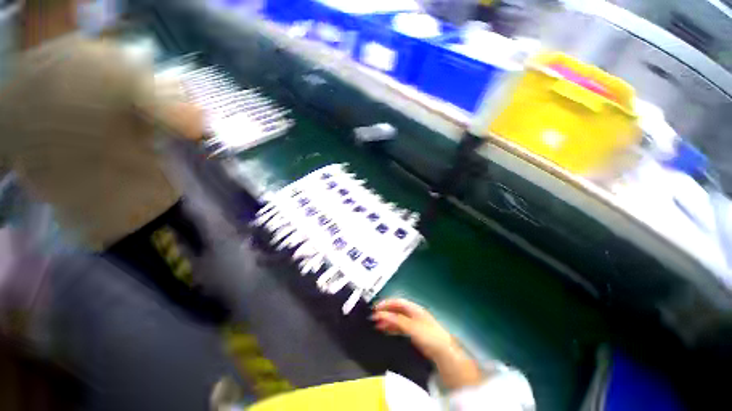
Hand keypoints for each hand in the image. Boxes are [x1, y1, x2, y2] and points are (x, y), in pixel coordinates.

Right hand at [371, 298, 456, 361]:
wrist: (443, 352)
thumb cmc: (428, 336)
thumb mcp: (411, 327)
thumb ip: (396, 320)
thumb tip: (381, 314)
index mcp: (413, 308)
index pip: (397, 302)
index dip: (386, 303)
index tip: (375, 308)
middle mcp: (413, 313)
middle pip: (396, 310)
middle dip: (385, 312)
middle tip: (373, 318)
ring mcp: (413, 322)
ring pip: (397, 318)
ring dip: (387, 320)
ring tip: (377, 325)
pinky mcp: (414, 332)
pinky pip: (399, 326)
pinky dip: (392, 327)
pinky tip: (386, 330)